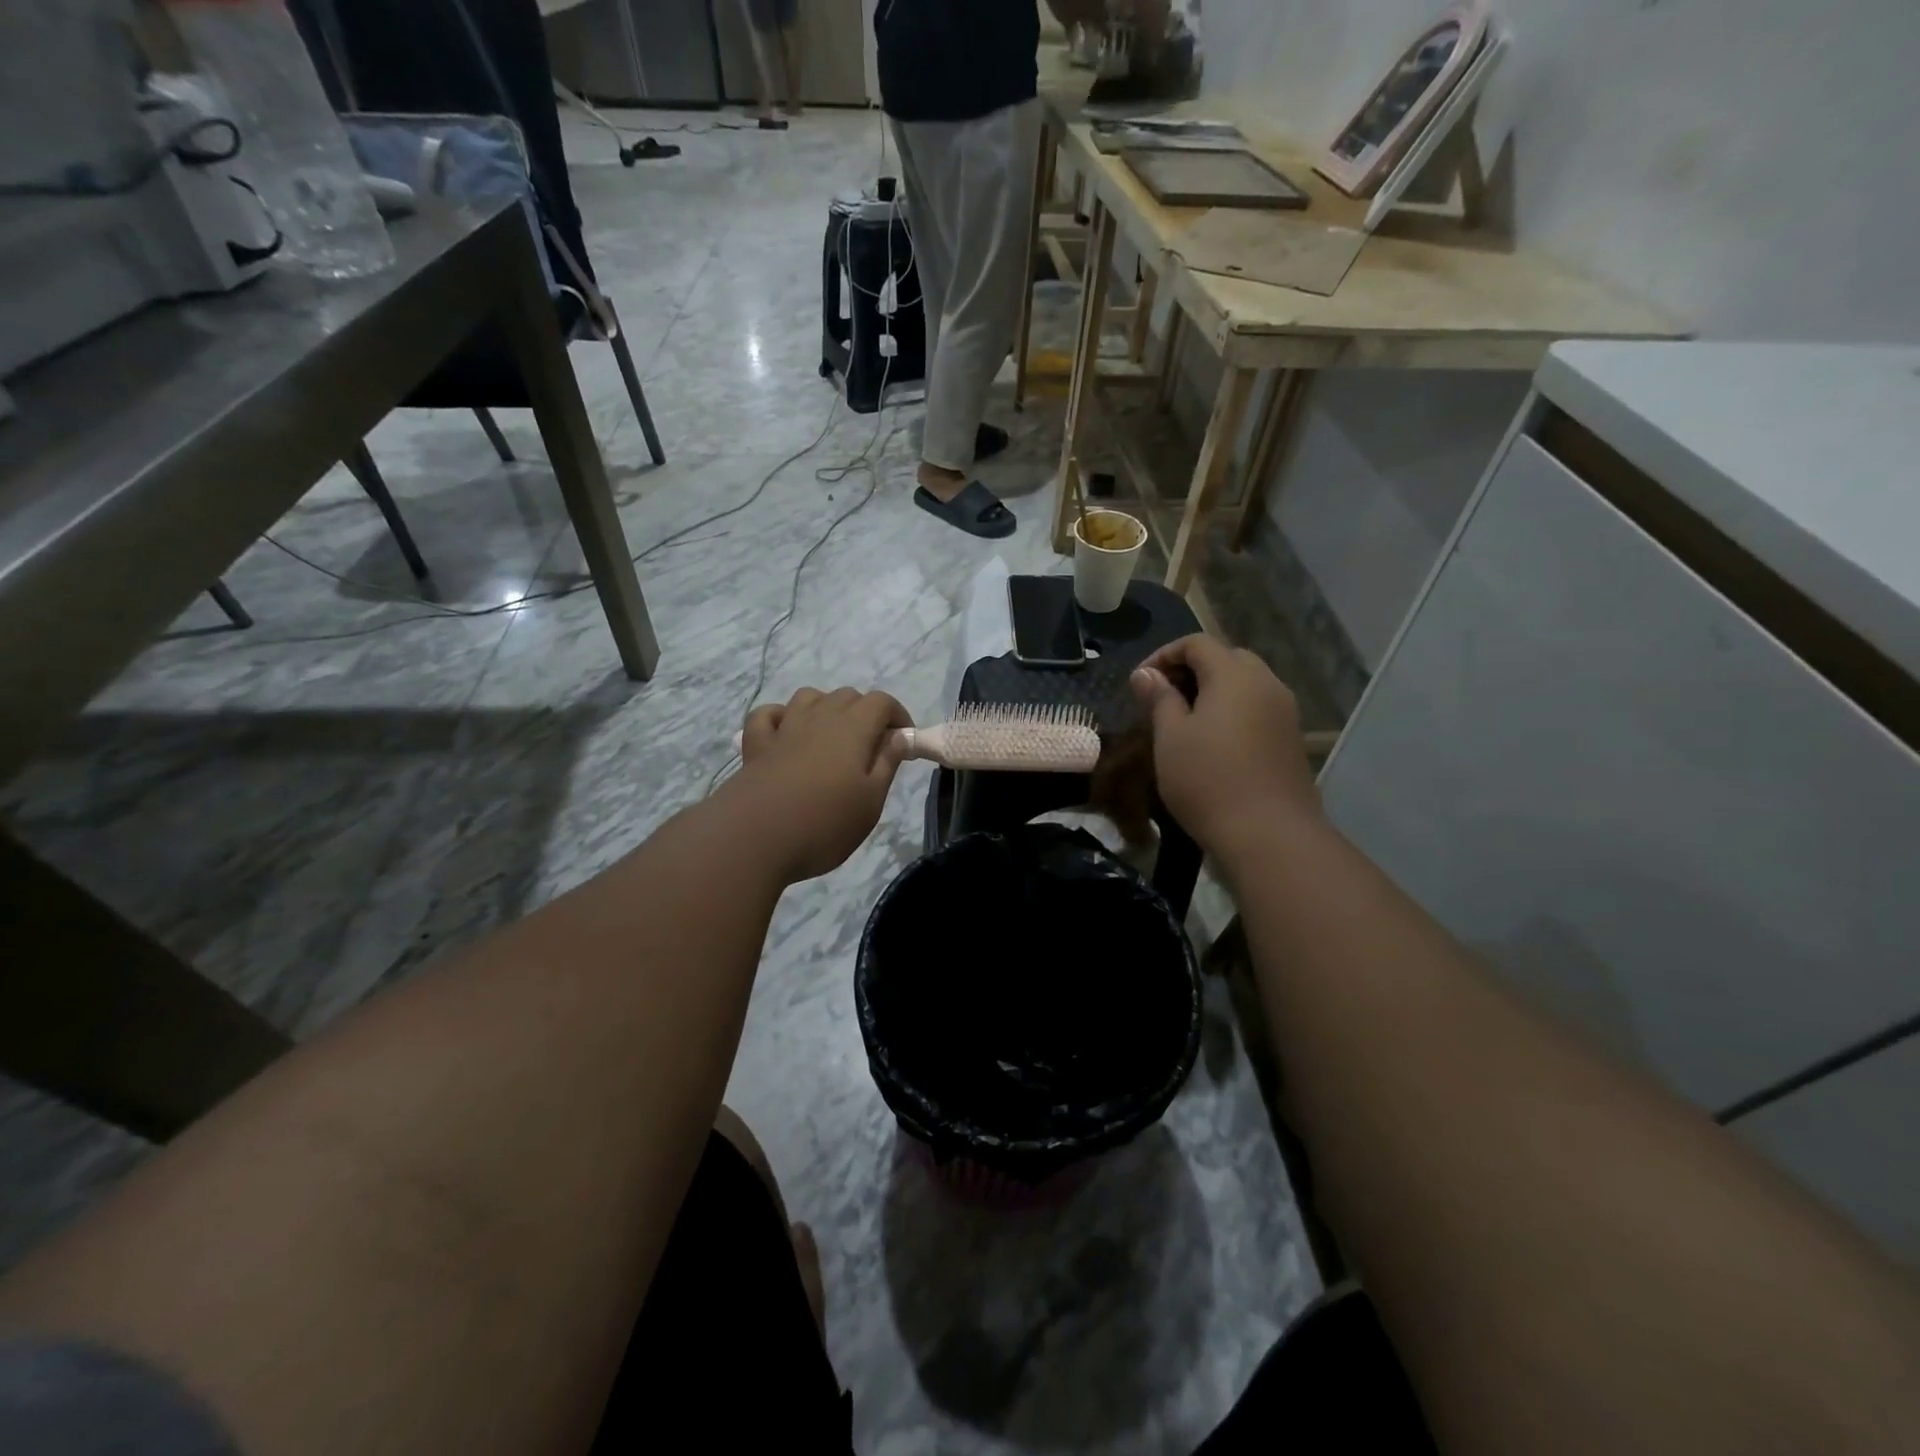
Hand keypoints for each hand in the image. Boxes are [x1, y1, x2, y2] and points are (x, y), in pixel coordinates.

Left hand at [736, 687, 912, 881]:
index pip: (881, 702)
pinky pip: (768, 715)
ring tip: (832, 737)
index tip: (903, 742)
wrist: (753, 838)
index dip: (897, 715)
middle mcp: (819, 718)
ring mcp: (784, 728)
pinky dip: (781, 717)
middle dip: (865, 713)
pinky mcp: (756, 744)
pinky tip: (786, 734)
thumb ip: (887, 763)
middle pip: (847, 696)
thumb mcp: (870, 801)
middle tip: (871, 748)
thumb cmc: (824, 824)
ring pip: (809, 698)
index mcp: (853, 728)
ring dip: (826, 708)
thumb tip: (900, 735)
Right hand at [1130, 635, 1318, 856]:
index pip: (1197, 643)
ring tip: (1184, 720)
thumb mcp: (1170, 737)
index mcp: (1234, 675)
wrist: (1269, 834)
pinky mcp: (1291, 739)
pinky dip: (1232, 711)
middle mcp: (1266, 683)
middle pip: (1226, 658)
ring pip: (1245, 684)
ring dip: (1213, 691)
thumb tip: (1145, 674)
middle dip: (1191, 670)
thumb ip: (1159, 698)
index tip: (1140, 683)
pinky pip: (1257, 708)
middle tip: (1162, 698)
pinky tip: (1213, 742)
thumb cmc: (1208, 780)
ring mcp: (1284, 711)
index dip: (1163, 655)